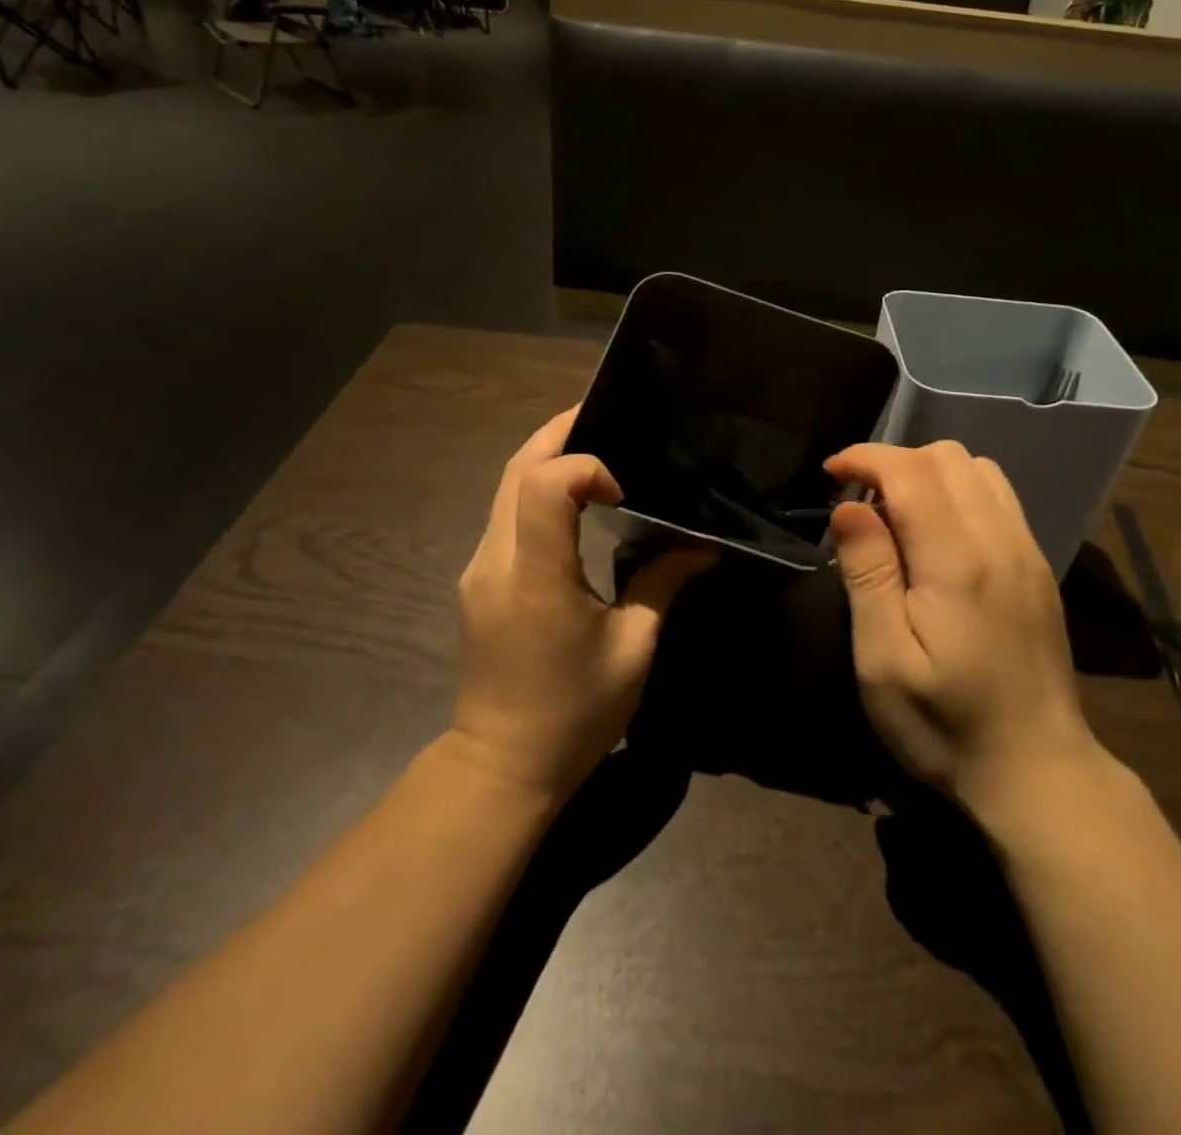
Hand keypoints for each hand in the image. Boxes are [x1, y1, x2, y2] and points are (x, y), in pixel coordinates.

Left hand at [452, 407, 712, 800]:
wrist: (502, 765)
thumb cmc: (575, 714)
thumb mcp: (633, 649)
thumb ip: (664, 584)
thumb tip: (703, 547)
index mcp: (536, 577)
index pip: (544, 484)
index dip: (585, 467)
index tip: (623, 492)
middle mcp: (495, 561)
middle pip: (516, 469)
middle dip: (559, 432)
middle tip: (604, 414)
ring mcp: (478, 569)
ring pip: (504, 488)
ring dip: (546, 458)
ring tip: (595, 448)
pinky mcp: (477, 580)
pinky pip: (504, 514)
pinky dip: (536, 488)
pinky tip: (572, 498)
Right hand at [824, 441, 1098, 830]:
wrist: (1036, 771)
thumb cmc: (945, 724)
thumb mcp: (884, 661)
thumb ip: (868, 575)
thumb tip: (848, 506)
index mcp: (958, 562)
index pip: (910, 471)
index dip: (864, 457)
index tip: (830, 474)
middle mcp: (1000, 540)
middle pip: (946, 456)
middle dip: (893, 462)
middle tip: (858, 503)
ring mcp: (1027, 551)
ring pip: (977, 468)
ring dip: (927, 473)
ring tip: (895, 513)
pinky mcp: (1037, 566)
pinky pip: (998, 496)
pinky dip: (957, 490)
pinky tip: (936, 533)